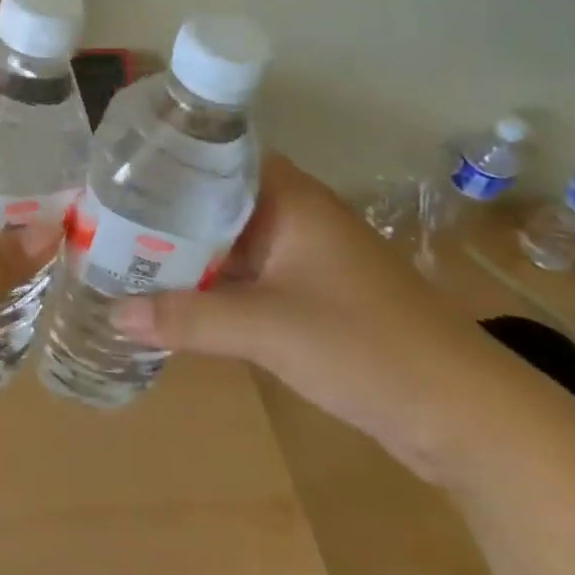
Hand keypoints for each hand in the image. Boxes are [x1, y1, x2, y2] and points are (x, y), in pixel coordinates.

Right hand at [112, 155, 543, 483]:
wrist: (469, 417)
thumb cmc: (367, 346)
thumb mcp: (267, 329)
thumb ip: (187, 317)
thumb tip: (113, 313)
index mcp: (290, 198)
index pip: (215, 157)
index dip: (167, 162)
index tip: (117, 174)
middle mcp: (295, 216)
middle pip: (215, 200)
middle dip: (164, 212)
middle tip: (104, 219)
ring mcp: (305, 256)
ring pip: (230, 240)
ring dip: (187, 251)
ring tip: (124, 254)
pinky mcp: (312, 295)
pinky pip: (247, 275)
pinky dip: (213, 282)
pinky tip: (172, 296)